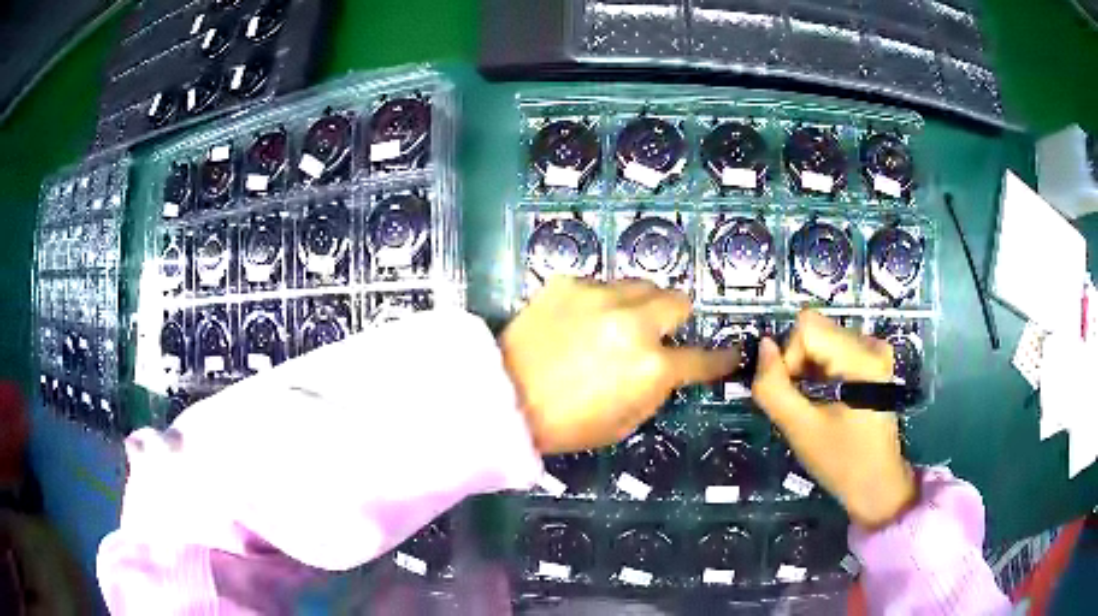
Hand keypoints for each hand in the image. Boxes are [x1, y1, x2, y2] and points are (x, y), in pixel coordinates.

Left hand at [501, 277, 738, 454]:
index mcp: (650, 366)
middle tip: (660, 331)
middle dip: (676, 316)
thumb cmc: (565, 424)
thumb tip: (666, 368)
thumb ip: (654, 390)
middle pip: (678, 300)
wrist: (501, 399)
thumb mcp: (623, 423)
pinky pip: (599, 284)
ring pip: (640, 285)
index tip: (731, 353)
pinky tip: (578, 320)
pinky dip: (599, 301)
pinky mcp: (568, 283)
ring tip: (615, 323)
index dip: (720, 358)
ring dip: (639, 304)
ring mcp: (599, 295)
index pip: (702, 359)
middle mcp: (632, 322)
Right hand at [751, 310, 916, 528]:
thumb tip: (763, 347)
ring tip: (815, 404)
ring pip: (821, 338)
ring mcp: (875, 351)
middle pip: (814, 329)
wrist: (878, 484)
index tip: (794, 396)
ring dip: (807, 368)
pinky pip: (833, 348)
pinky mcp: (873, 360)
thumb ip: (774, 388)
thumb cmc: (842, 463)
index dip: (788, 358)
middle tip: (803, 403)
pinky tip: (826, 398)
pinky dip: (820, 370)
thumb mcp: (800, 430)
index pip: (806, 328)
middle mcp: (872, 344)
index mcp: (861, 359)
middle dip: (798, 364)